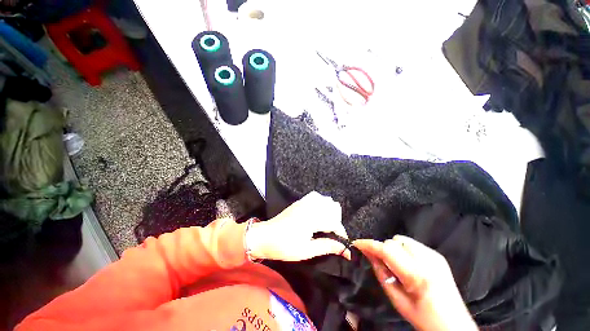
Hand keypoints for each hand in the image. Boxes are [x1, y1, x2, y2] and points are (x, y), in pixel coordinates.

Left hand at [246, 191, 348, 261]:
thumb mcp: (306, 251)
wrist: (264, 237)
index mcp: (311, 219)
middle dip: (337, 222)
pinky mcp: (300, 201)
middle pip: (333, 208)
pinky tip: (318, 213)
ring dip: (330, 211)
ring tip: (326, 224)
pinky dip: (322, 203)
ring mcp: (304, 202)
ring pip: (326, 200)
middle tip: (332, 235)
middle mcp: (310, 206)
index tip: (344, 245)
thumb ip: (326, 246)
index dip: (342, 234)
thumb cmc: (284, 246)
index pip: (334, 222)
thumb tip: (344, 250)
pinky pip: (316, 196)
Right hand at [354, 236, 477, 330]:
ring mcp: (434, 256)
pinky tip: (409, 265)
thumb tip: (367, 252)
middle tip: (383, 264)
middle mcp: (428, 261)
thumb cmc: (422, 316)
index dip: (369, 244)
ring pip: (401, 239)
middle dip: (383, 249)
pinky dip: (404, 250)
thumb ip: (380, 272)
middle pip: (393, 242)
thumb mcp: (396, 298)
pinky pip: (412, 243)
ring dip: (394, 249)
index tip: (357, 243)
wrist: (452, 324)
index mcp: (417, 275)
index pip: (387, 250)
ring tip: (398, 265)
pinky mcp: (437, 255)